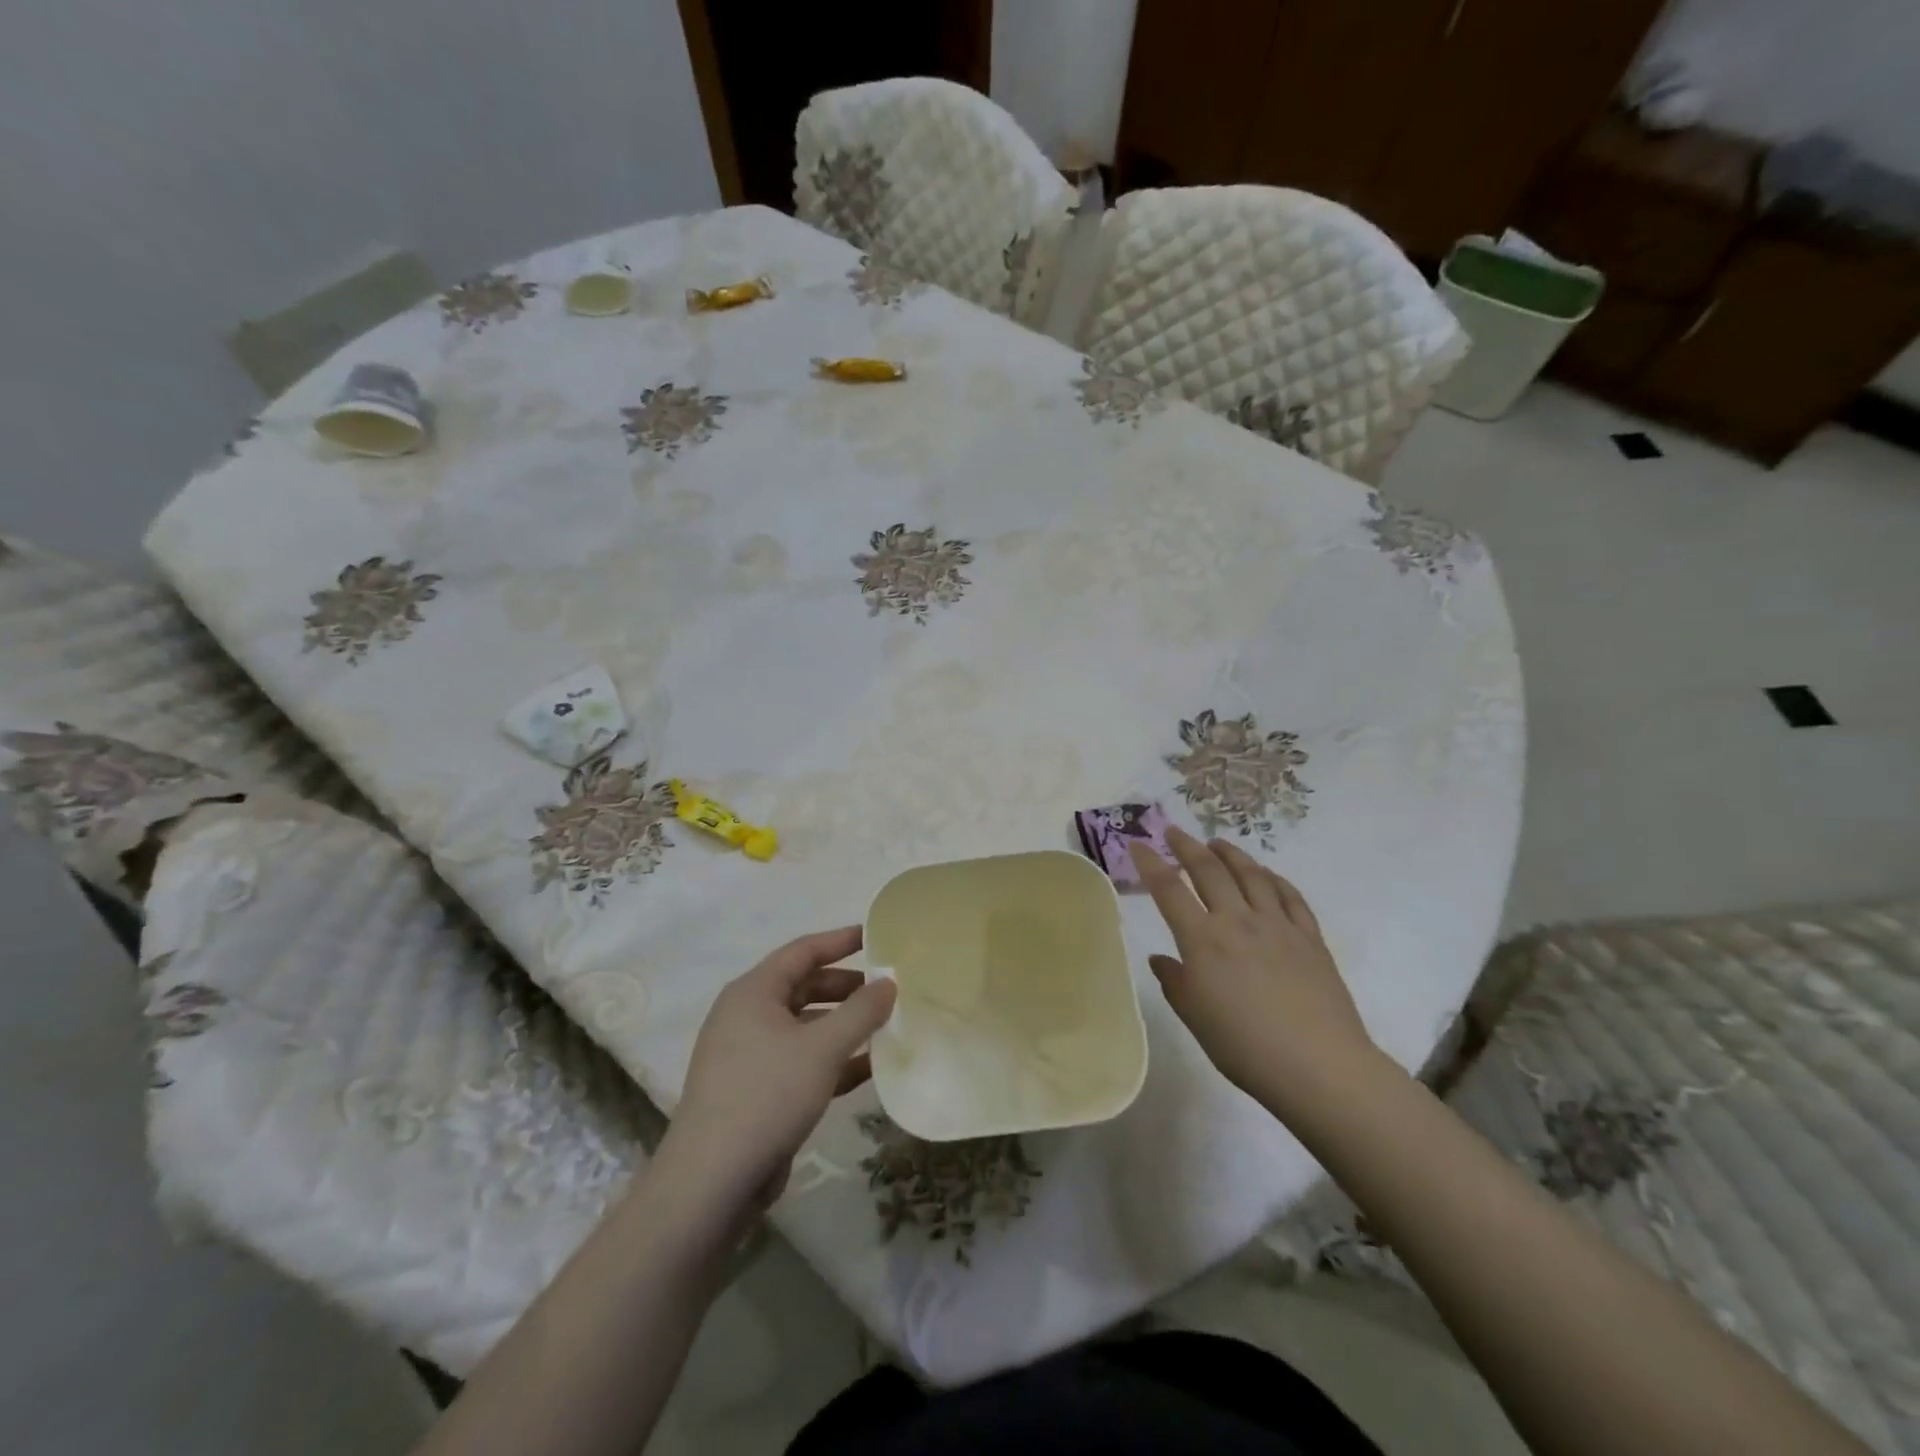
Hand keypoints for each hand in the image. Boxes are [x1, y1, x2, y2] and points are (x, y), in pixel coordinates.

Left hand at [654, 927, 895, 1221]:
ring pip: (805, 1026)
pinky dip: (832, 1059)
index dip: (842, 941)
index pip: (803, 951)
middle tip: (889, 989)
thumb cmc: (767, 1096)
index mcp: (753, 992)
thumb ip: (861, 1011)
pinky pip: (802, 1060)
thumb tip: (889, 983)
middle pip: (805, 986)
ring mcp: (750, 1055)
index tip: (878, 937)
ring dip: (844, 1025)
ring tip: (887, 1025)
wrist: (711, 1182)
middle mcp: (748, 1015)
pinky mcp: (757, 1091)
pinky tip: (869, 1067)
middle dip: (847, 986)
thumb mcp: (823, 1048)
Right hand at [1129, 827, 1377, 1116]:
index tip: (1138, 844)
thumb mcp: (1195, 1017)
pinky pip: (1290, 896)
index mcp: (1203, 940)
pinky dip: (1273, 878)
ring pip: (1251, 874)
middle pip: (1209, 870)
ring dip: (1231, 854)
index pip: (1169, 889)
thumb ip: (1174, 982)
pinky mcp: (1310, 937)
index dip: (1150, 863)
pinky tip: (1266, 874)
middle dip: (1188, 846)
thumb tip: (1161, 958)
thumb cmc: (1244, 1047)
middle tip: (1174, 832)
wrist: (1319, 1066)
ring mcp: (1278, 925)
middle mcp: (1238, 921)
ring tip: (1218, 843)